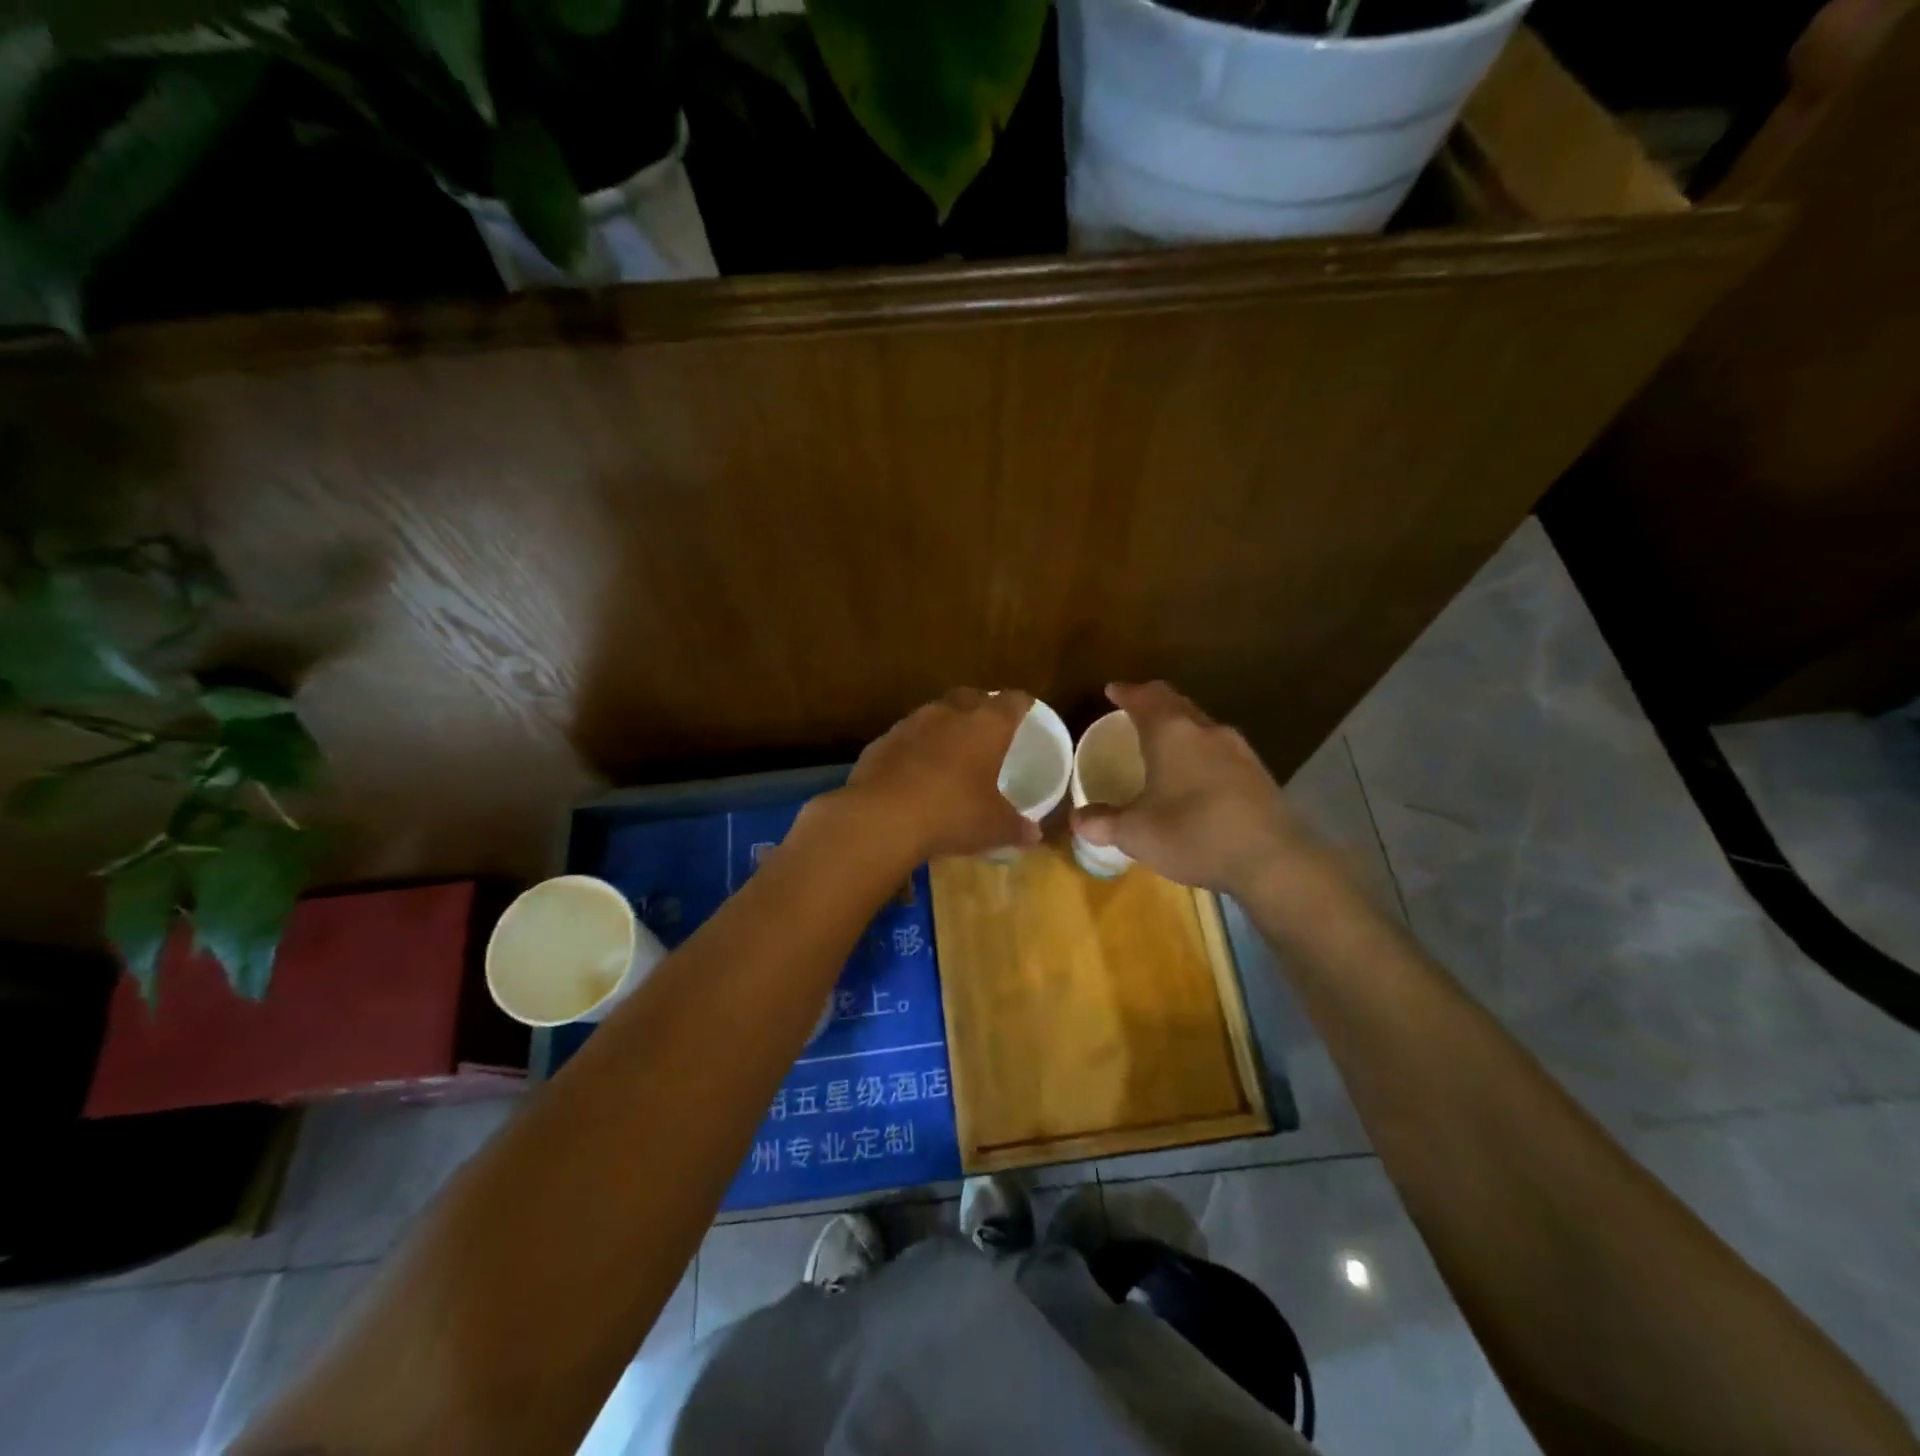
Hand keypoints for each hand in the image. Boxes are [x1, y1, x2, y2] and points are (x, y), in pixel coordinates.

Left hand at [840, 688, 1042, 860]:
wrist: (882, 817)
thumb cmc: (952, 813)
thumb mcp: (993, 827)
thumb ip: (1016, 827)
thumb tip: (1034, 834)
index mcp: (986, 725)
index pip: (1011, 701)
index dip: (1021, 704)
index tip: (1026, 708)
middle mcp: (949, 714)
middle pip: (969, 696)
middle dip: (979, 706)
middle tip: (986, 725)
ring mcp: (910, 724)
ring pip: (933, 713)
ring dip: (943, 726)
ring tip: (949, 749)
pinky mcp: (880, 742)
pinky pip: (904, 738)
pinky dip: (913, 748)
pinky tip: (914, 771)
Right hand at [1071, 682, 1320, 895]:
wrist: (1272, 859)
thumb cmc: (1193, 834)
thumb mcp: (1136, 833)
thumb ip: (1103, 822)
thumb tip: (1077, 818)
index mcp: (1171, 733)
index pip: (1145, 698)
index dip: (1126, 693)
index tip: (1112, 690)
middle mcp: (1206, 731)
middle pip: (1176, 704)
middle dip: (1153, 703)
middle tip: (1135, 710)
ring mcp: (1238, 750)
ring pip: (1202, 726)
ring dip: (1181, 727)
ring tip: (1164, 742)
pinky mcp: (1258, 773)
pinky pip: (1220, 750)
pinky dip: (1201, 751)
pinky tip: (1197, 776)